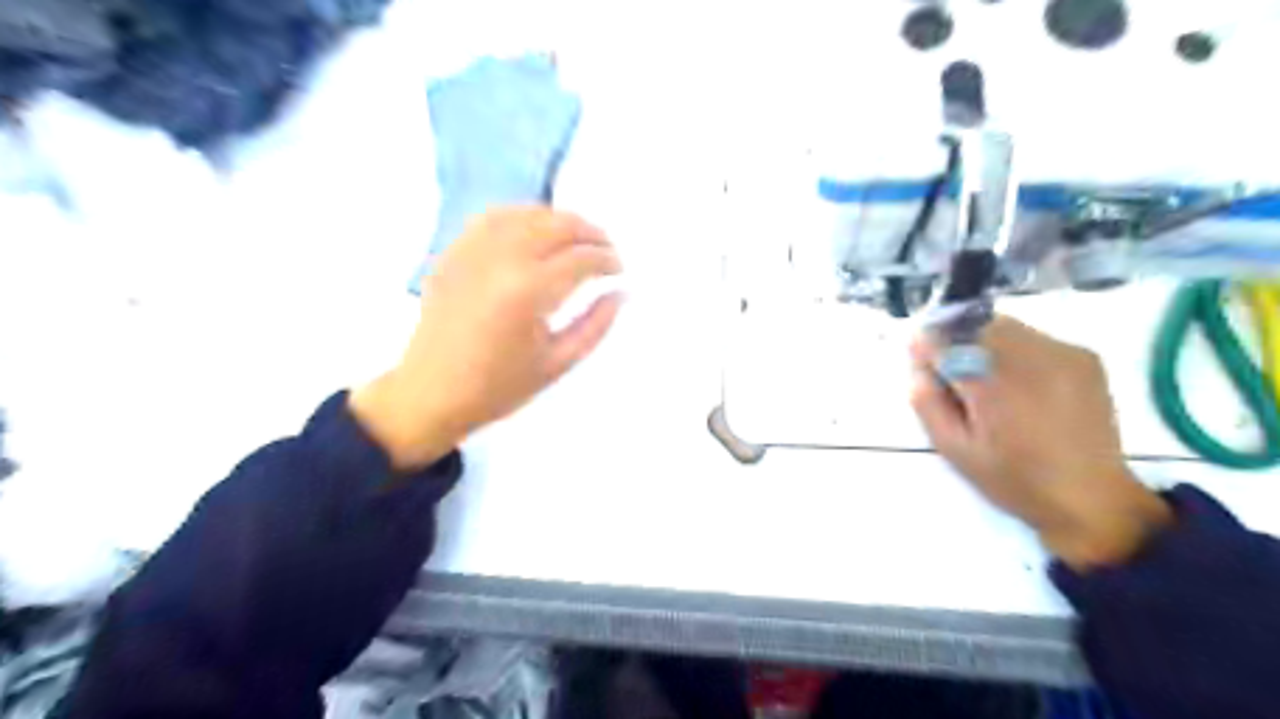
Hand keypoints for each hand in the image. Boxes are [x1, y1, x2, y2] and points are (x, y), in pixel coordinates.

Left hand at [351, 206, 623, 470]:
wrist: (430, 394)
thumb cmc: (499, 387)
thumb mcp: (558, 363)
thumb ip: (596, 325)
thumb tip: (619, 292)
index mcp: (529, 292)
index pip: (581, 258)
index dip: (607, 260)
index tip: (618, 270)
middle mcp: (501, 260)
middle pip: (557, 225)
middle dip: (590, 233)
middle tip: (605, 250)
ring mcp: (472, 251)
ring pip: (525, 213)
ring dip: (558, 219)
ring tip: (575, 238)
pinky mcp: (453, 252)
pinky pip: (492, 218)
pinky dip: (521, 216)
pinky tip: (534, 231)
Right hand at [911, 317, 1166, 569]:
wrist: (1091, 497)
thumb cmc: (1012, 477)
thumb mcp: (954, 449)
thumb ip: (928, 402)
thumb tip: (917, 363)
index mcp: (993, 385)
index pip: (944, 340)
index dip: (927, 347)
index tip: (923, 363)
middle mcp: (1030, 358)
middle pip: (975, 325)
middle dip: (957, 343)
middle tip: (957, 378)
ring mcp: (1062, 353)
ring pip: (1005, 327)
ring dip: (986, 344)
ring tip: (992, 383)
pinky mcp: (1083, 356)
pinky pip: (1034, 338)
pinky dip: (1017, 351)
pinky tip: (1024, 386)